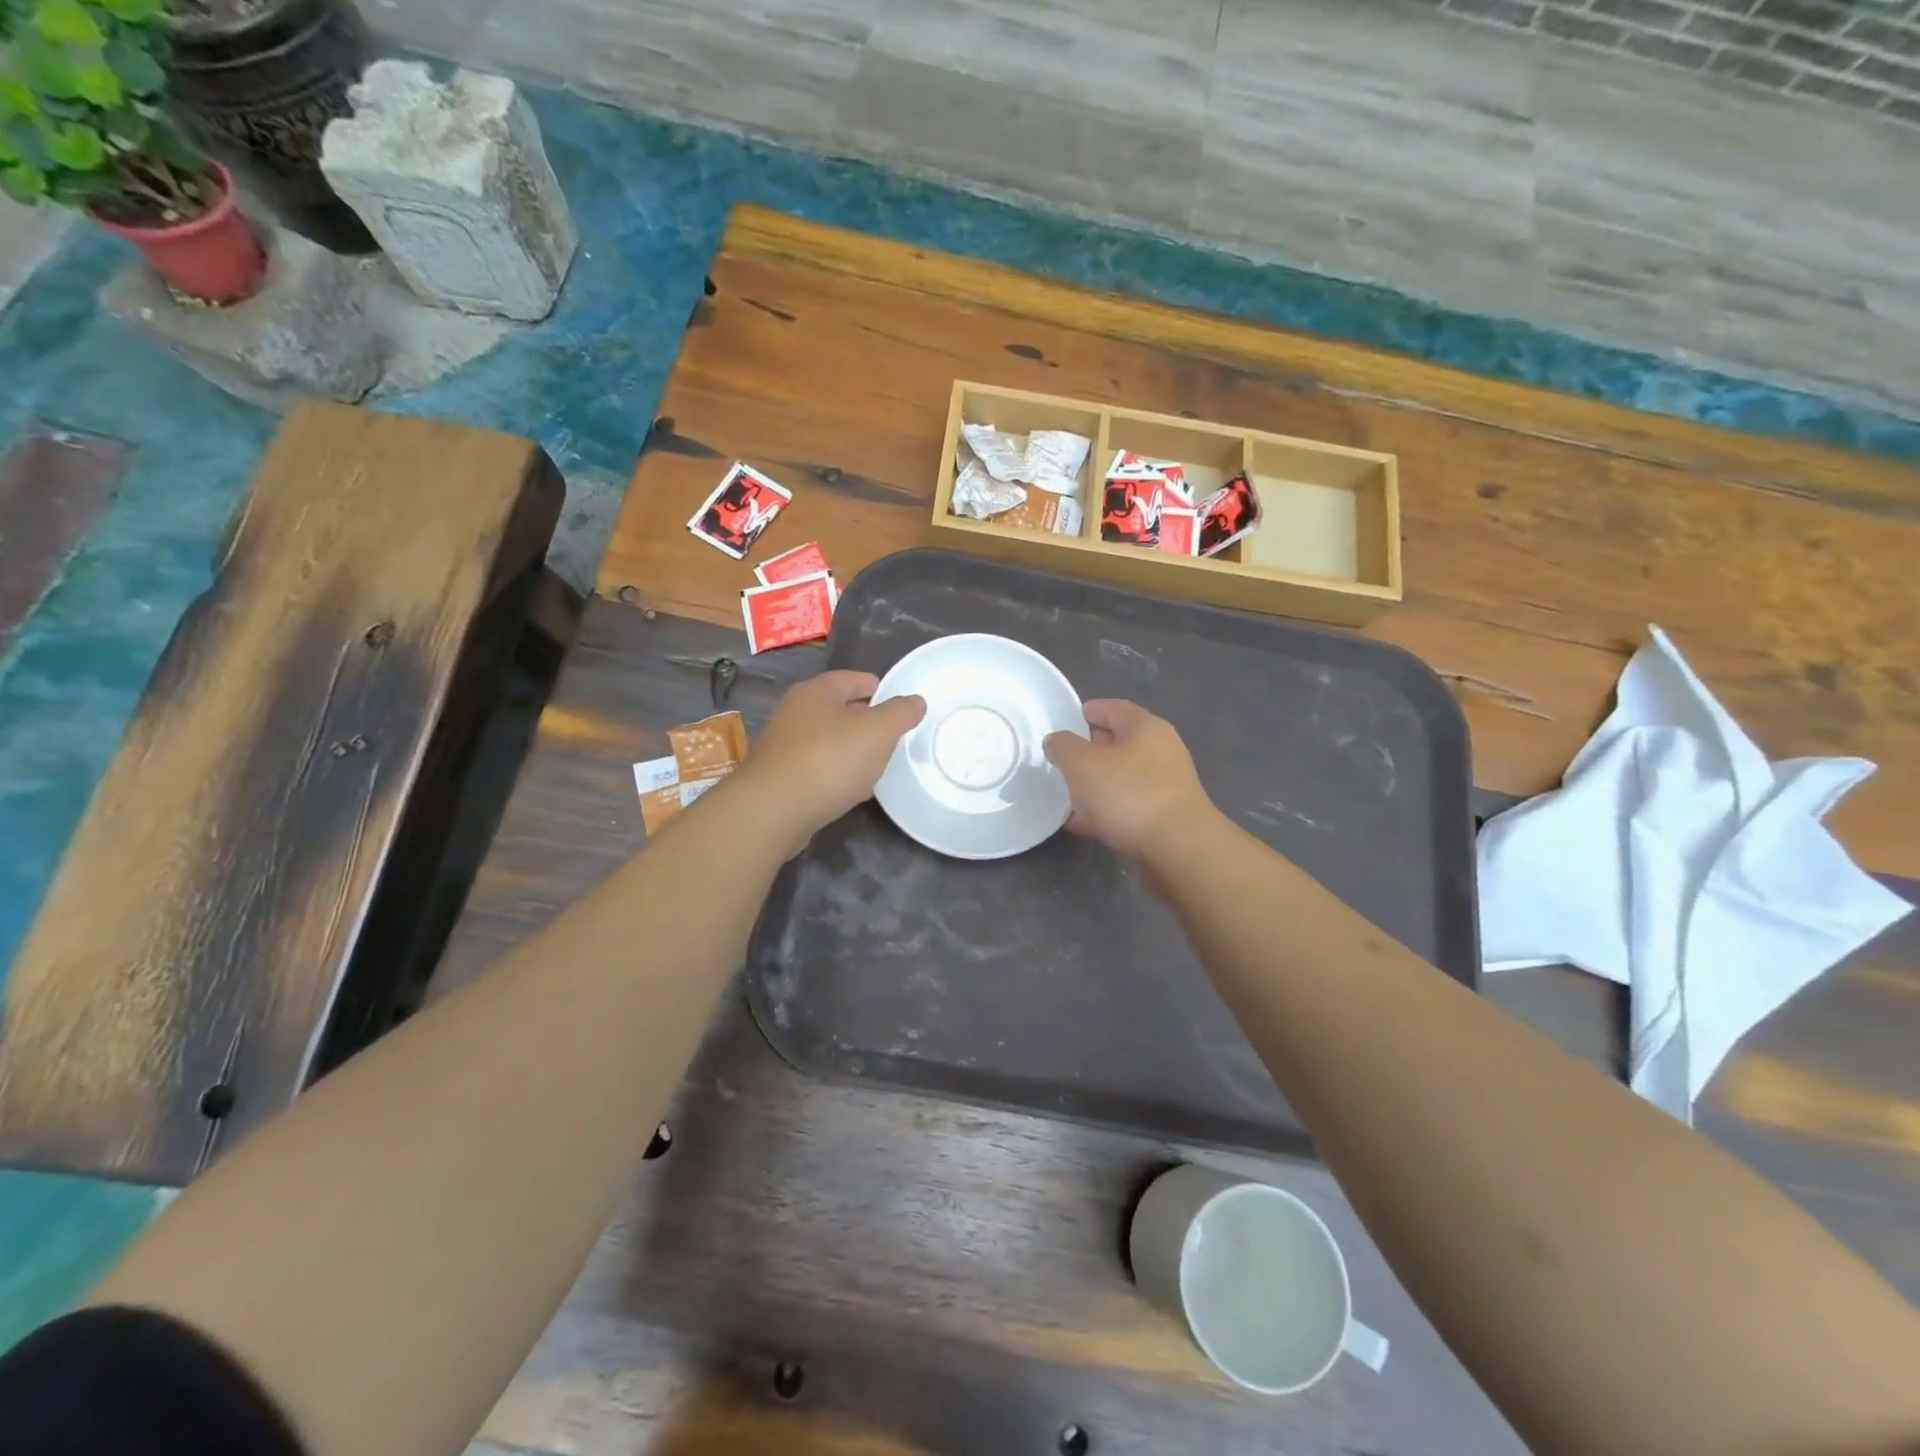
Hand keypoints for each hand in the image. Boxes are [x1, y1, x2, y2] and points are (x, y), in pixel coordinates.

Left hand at [740, 670, 924, 845]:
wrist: (773, 810)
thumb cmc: (830, 759)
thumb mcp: (879, 731)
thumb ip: (901, 713)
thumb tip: (916, 701)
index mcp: (817, 691)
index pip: (854, 679)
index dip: (880, 689)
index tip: (901, 705)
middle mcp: (795, 711)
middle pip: (839, 710)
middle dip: (866, 722)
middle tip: (894, 738)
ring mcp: (784, 745)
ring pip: (828, 741)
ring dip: (851, 751)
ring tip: (878, 766)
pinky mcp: (779, 777)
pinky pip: (817, 769)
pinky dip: (836, 775)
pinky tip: (852, 792)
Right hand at [1043, 700, 1213, 861]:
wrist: (1177, 850)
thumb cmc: (1129, 794)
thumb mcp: (1082, 764)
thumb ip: (1063, 747)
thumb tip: (1056, 741)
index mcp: (1145, 728)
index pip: (1112, 708)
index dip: (1086, 711)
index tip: (1062, 722)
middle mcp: (1160, 752)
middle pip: (1117, 743)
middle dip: (1087, 750)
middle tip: (1058, 760)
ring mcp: (1164, 787)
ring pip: (1120, 778)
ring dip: (1094, 784)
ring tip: (1064, 793)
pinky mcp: (1162, 818)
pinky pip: (1125, 807)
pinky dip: (1103, 811)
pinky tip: (1079, 823)